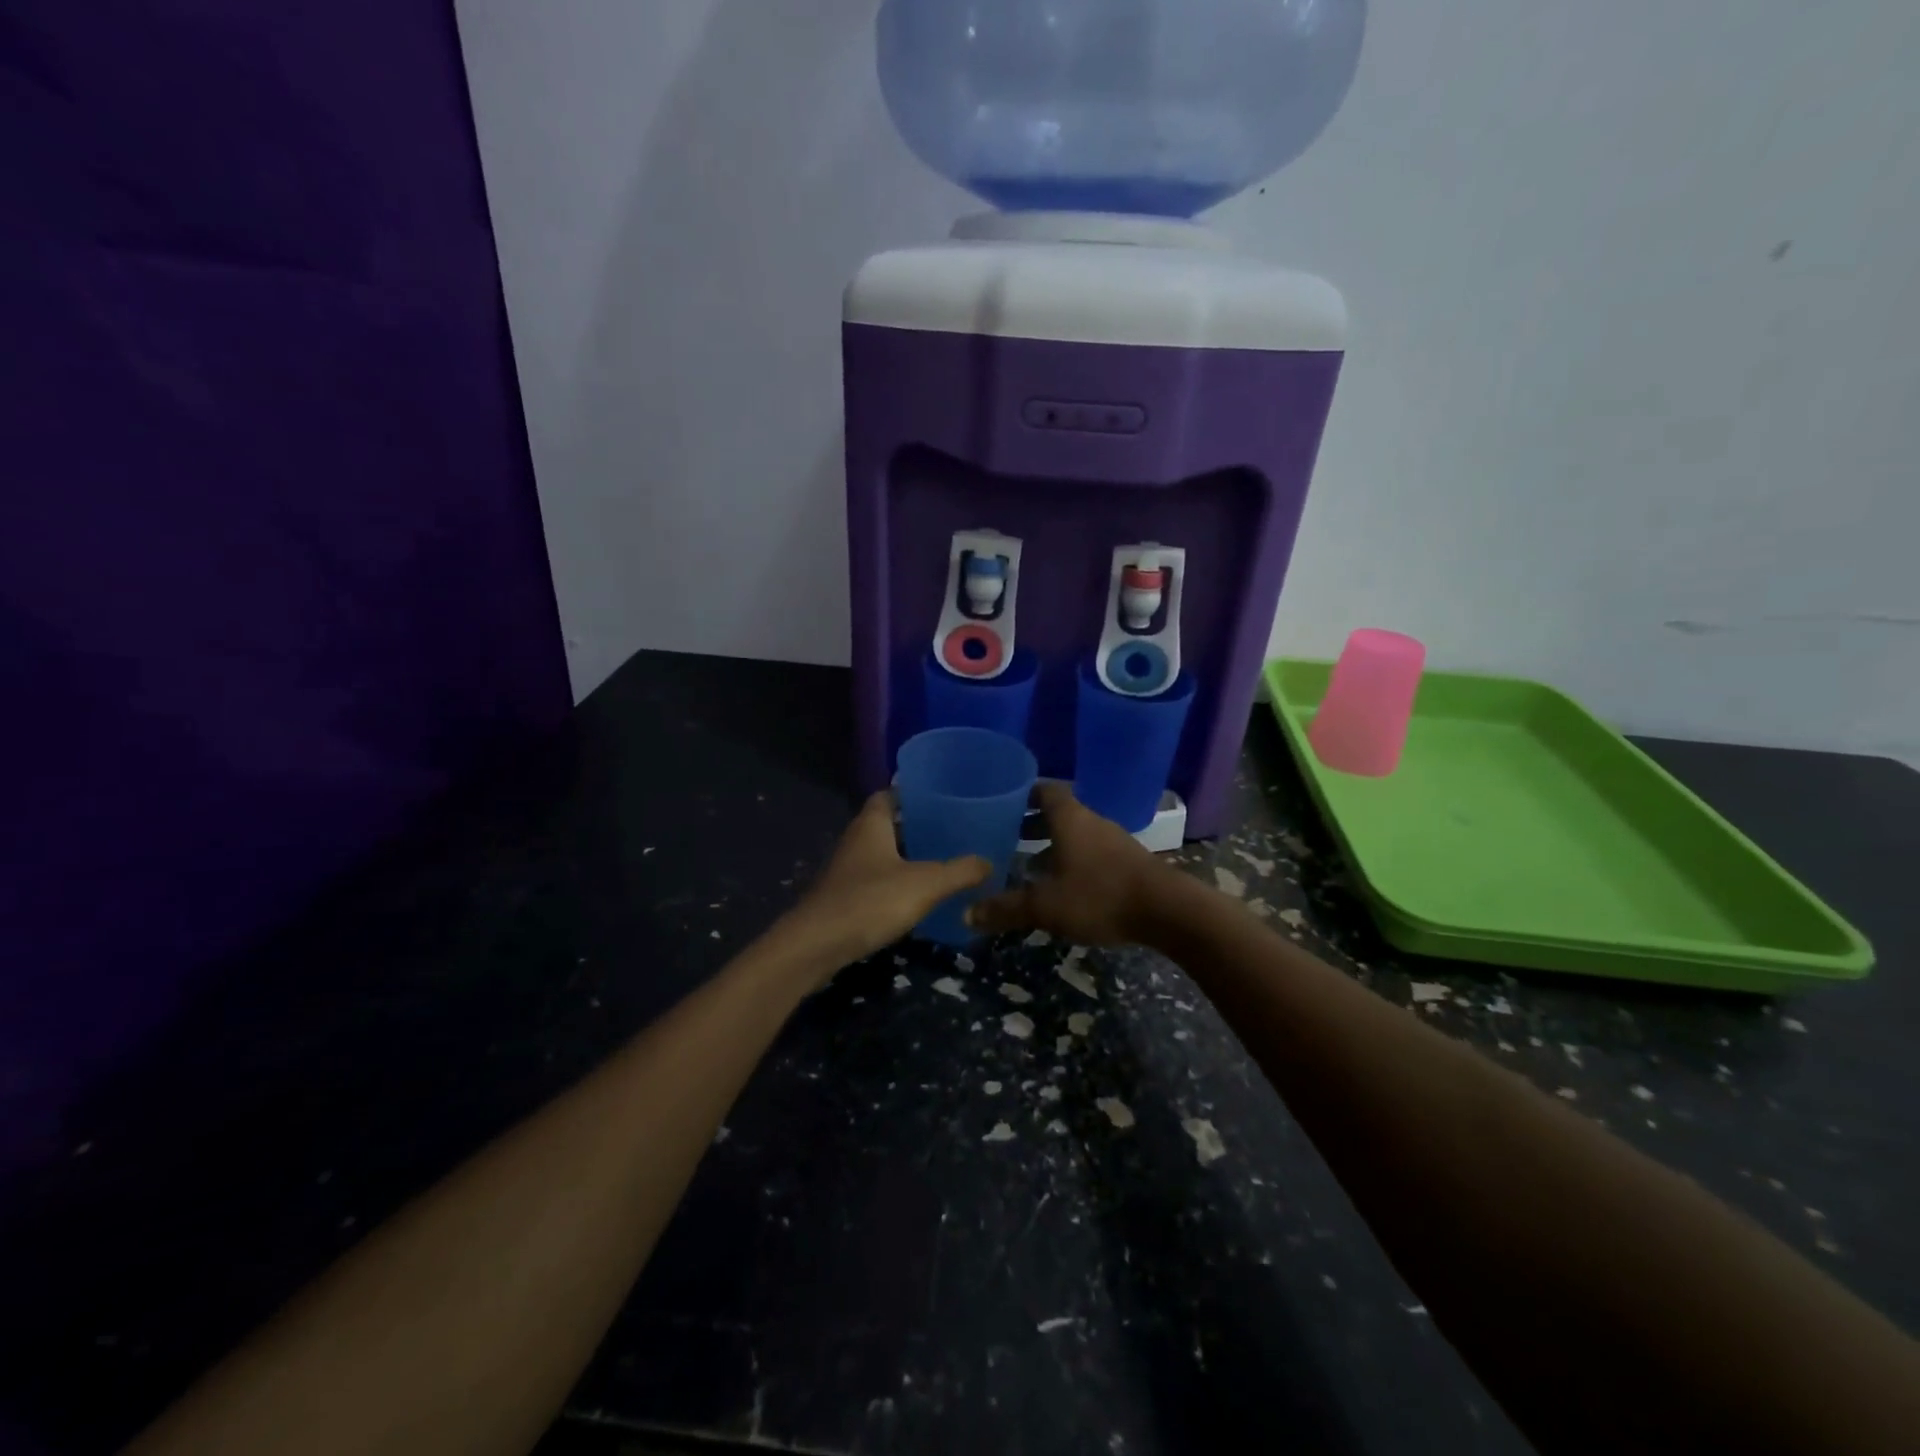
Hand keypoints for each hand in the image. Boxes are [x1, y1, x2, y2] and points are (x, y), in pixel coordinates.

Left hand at [779, 792, 990, 969]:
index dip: (914, 793)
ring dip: (907, 857)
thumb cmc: (870, 901)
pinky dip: (896, 883)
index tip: (943, 798)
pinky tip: (918, 897)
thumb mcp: (925, 884)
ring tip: (943, 862)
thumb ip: (960, 871)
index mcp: (871, 823)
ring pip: (882, 854)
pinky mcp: (843, 897)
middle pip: (889, 824)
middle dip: (917, 827)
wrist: (815, 946)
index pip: (890, 794)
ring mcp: (846, 869)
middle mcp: (856, 839)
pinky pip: (875, 880)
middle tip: (953, 832)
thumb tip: (988, 862)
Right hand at [966, 783, 1169, 945]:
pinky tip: (1065, 885)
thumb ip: (1006, 908)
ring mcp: (1114, 841)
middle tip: (1006, 837)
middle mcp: (1092, 822)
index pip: (1044, 790)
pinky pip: (1093, 852)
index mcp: (1069, 819)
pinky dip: (1074, 860)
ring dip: (1054, 844)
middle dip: (1032, 823)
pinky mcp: (1129, 862)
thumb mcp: (1046, 906)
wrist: (1168, 911)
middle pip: (1059, 813)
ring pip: (1077, 834)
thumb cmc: (1100, 895)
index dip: (1023, 793)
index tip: (1002, 802)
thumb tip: (967, 914)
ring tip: (1030, 864)